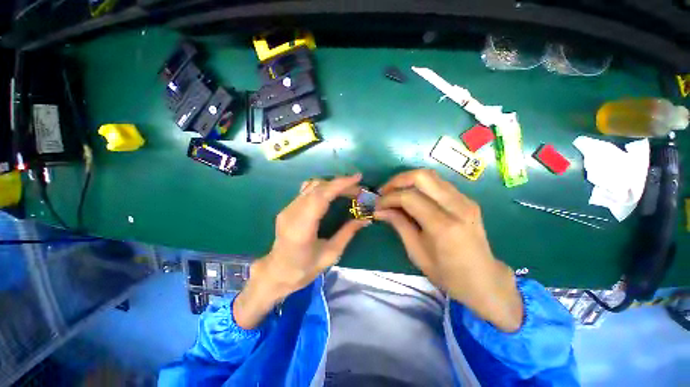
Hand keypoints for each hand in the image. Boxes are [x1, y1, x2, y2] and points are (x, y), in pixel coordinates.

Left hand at [234, 174, 368, 328]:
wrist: (277, 272)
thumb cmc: (304, 269)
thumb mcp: (330, 254)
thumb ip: (347, 233)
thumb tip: (365, 219)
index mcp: (301, 228)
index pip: (320, 197)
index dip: (339, 185)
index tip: (357, 178)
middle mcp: (292, 213)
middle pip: (317, 188)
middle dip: (340, 184)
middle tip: (358, 188)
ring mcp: (288, 208)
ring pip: (311, 186)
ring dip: (332, 184)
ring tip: (348, 189)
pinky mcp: (288, 207)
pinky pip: (307, 190)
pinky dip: (323, 187)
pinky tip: (332, 193)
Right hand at [375, 169, 522, 331]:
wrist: (484, 280)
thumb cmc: (447, 274)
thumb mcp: (416, 252)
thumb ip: (399, 225)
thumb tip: (380, 210)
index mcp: (444, 226)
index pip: (409, 197)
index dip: (389, 198)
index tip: (377, 205)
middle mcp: (457, 207)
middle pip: (422, 176)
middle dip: (398, 180)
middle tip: (384, 192)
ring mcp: (465, 200)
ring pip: (431, 175)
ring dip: (408, 180)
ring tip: (395, 193)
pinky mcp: (467, 200)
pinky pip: (438, 183)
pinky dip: (420, 185)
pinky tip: (412, 197)